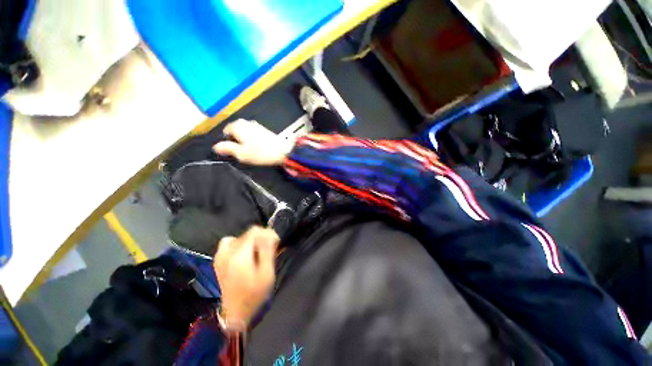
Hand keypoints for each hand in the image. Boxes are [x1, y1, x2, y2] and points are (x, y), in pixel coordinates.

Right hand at [213, 119, 293, 165]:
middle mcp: (245, 122)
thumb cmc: (261, 153)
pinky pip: (252, 134)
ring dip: (245, 141)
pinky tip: (259, 148)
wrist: (283, 151)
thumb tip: (215, 146)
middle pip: (235, 131)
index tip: (235, 152)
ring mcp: (256, 124)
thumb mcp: (241, 154)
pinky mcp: (264, 129)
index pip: (225, 132)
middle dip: (236, 141)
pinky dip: (252, 140)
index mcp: (237, 126)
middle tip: (243, 152)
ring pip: (244, 133)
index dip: (228, 143)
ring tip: (252, 151)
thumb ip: (227, 149)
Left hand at [213, 226, 278, 325]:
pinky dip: (238, 244)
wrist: (235, 313)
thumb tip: (269, 233)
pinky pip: (229, 243)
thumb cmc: (254, 294)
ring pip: (239, 237)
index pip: (254, 231)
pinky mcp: (218, 260)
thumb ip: (267, 250)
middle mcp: (227, 252)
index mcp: (239, 254)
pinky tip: (244, 254)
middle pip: (247, 234)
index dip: (267, 233)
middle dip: (261, 238)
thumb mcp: (266, 273)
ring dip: (251, 241)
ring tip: (257, 252)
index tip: (275, 243)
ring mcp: (220, 256)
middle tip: (270, 250)